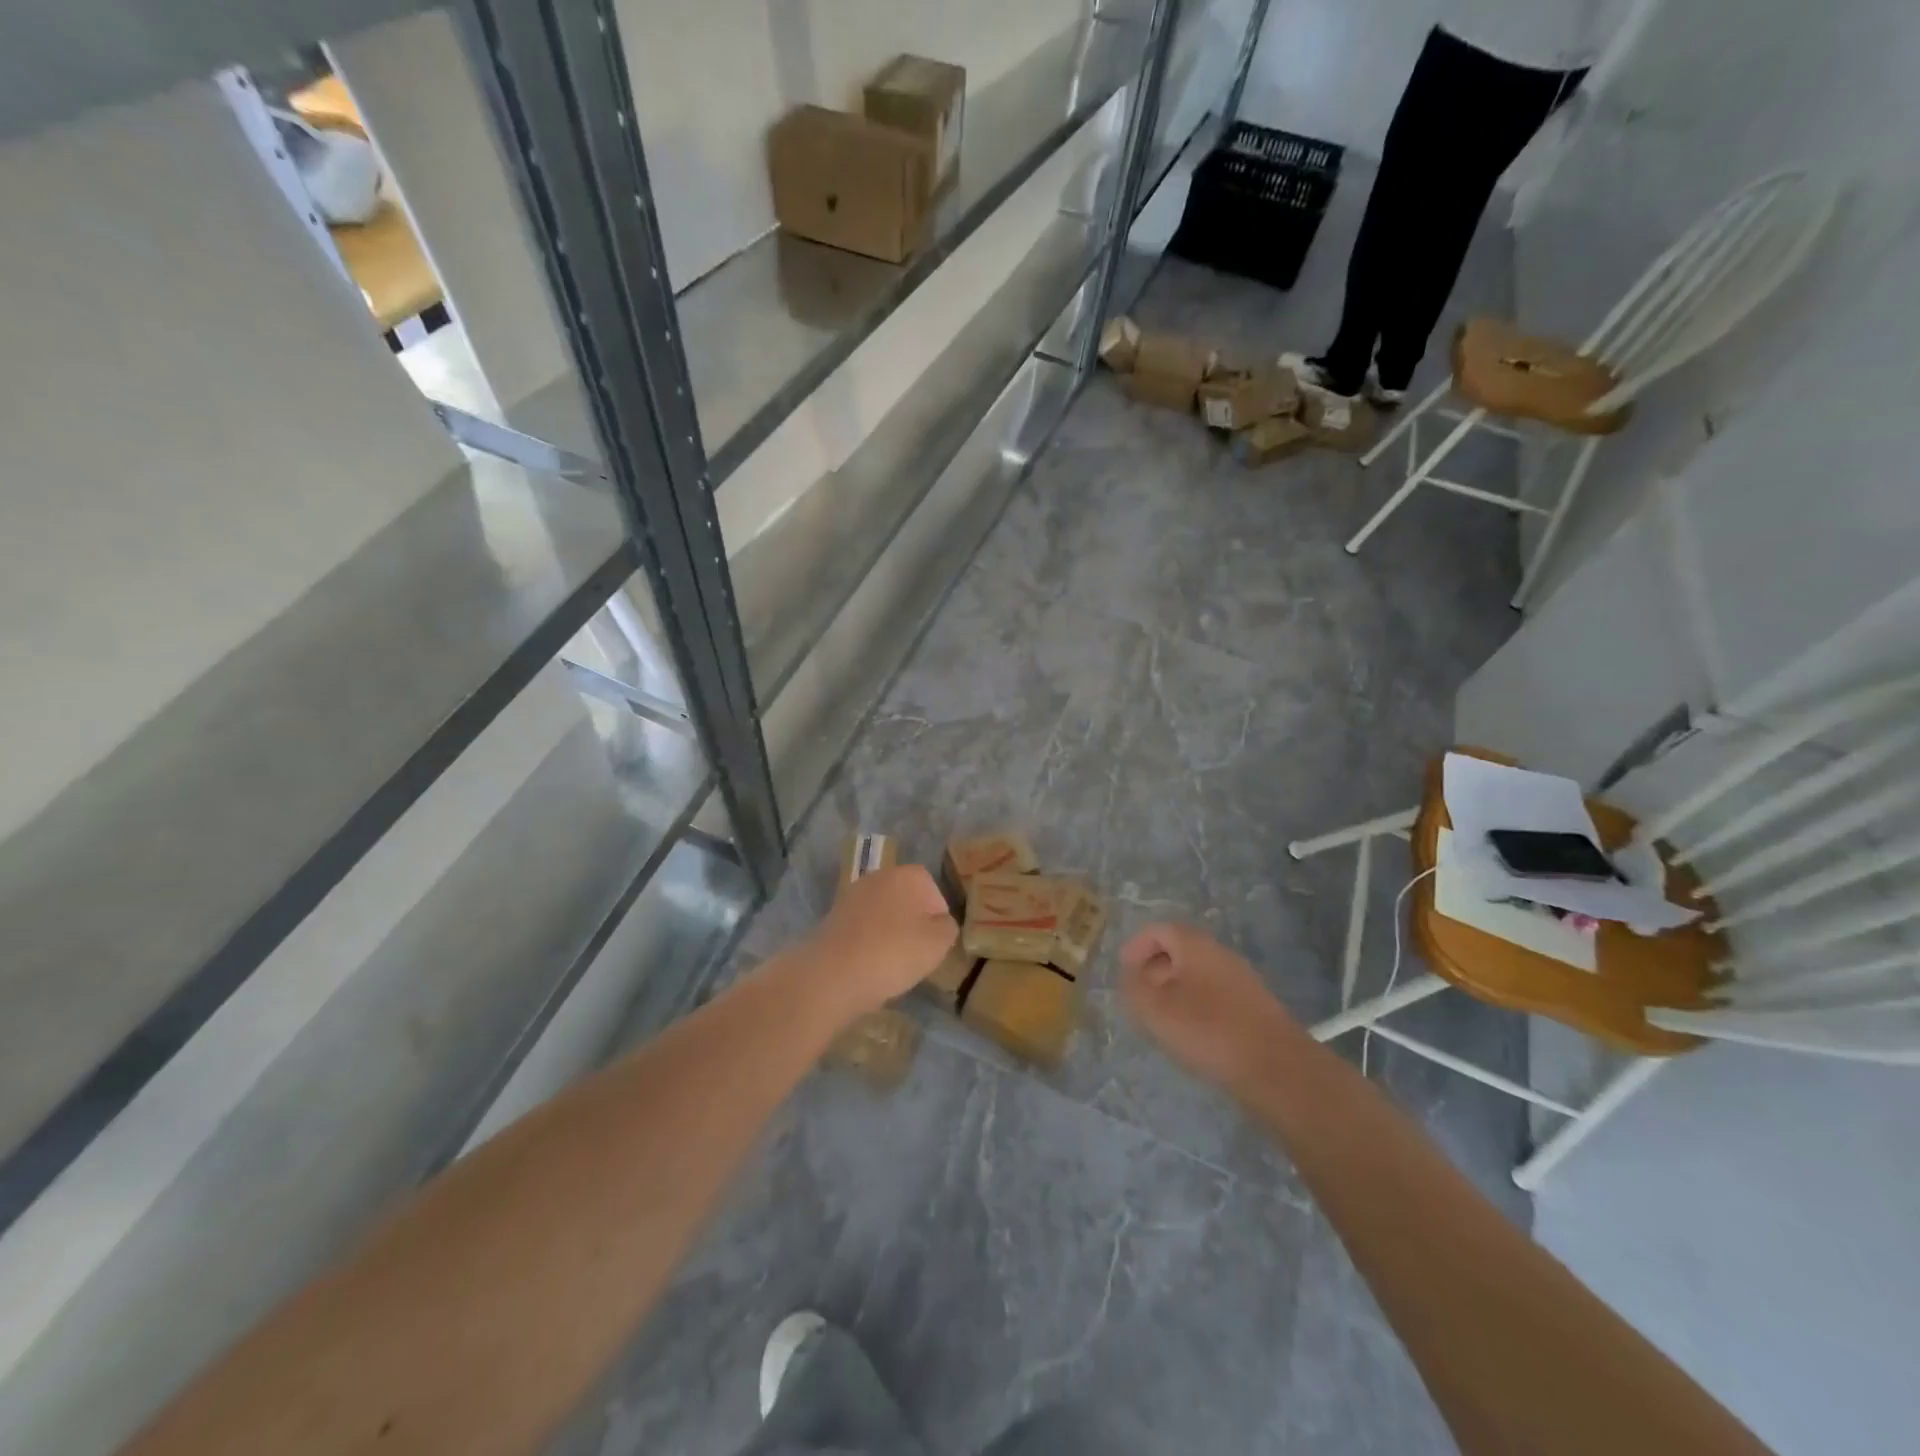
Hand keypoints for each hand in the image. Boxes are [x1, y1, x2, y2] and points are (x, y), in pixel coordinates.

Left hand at [802, 865, 957, 1019]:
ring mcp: (854, 893)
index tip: (932, 946)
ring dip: (890, 933)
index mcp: (910, 875)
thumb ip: (947, 927)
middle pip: (908, 901)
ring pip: (884, 914)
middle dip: (912, 925)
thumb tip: (939, 923)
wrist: (834, 973)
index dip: (937, 922)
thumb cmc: (894, 953)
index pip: (935, 896)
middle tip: (913, 955)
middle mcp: (881, 875)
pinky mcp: (834, 914)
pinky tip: (867, 963)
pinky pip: (863, 927)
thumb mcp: (938, 943)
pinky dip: (868, 941)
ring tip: (889, 963)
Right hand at [1120, 923, 1302, 1093]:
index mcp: (1195, 944)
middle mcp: (1220, 953)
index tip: (1123, 975)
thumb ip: (1133, 987)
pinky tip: (1193, 1038)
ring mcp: (1241, 980)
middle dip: (1153, 972)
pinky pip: (1214, 996)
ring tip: (1161, 1023)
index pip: (1158, 930)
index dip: (1135, 948)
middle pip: (1178, 951)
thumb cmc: (1208, 1030)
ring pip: (1197, 976)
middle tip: (1139, 1000)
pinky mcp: (1254, 1008)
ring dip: (1174, 993)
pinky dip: (1196, 1008)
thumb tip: (1130, 976)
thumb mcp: (1155, 1009)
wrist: (1277, 1068)